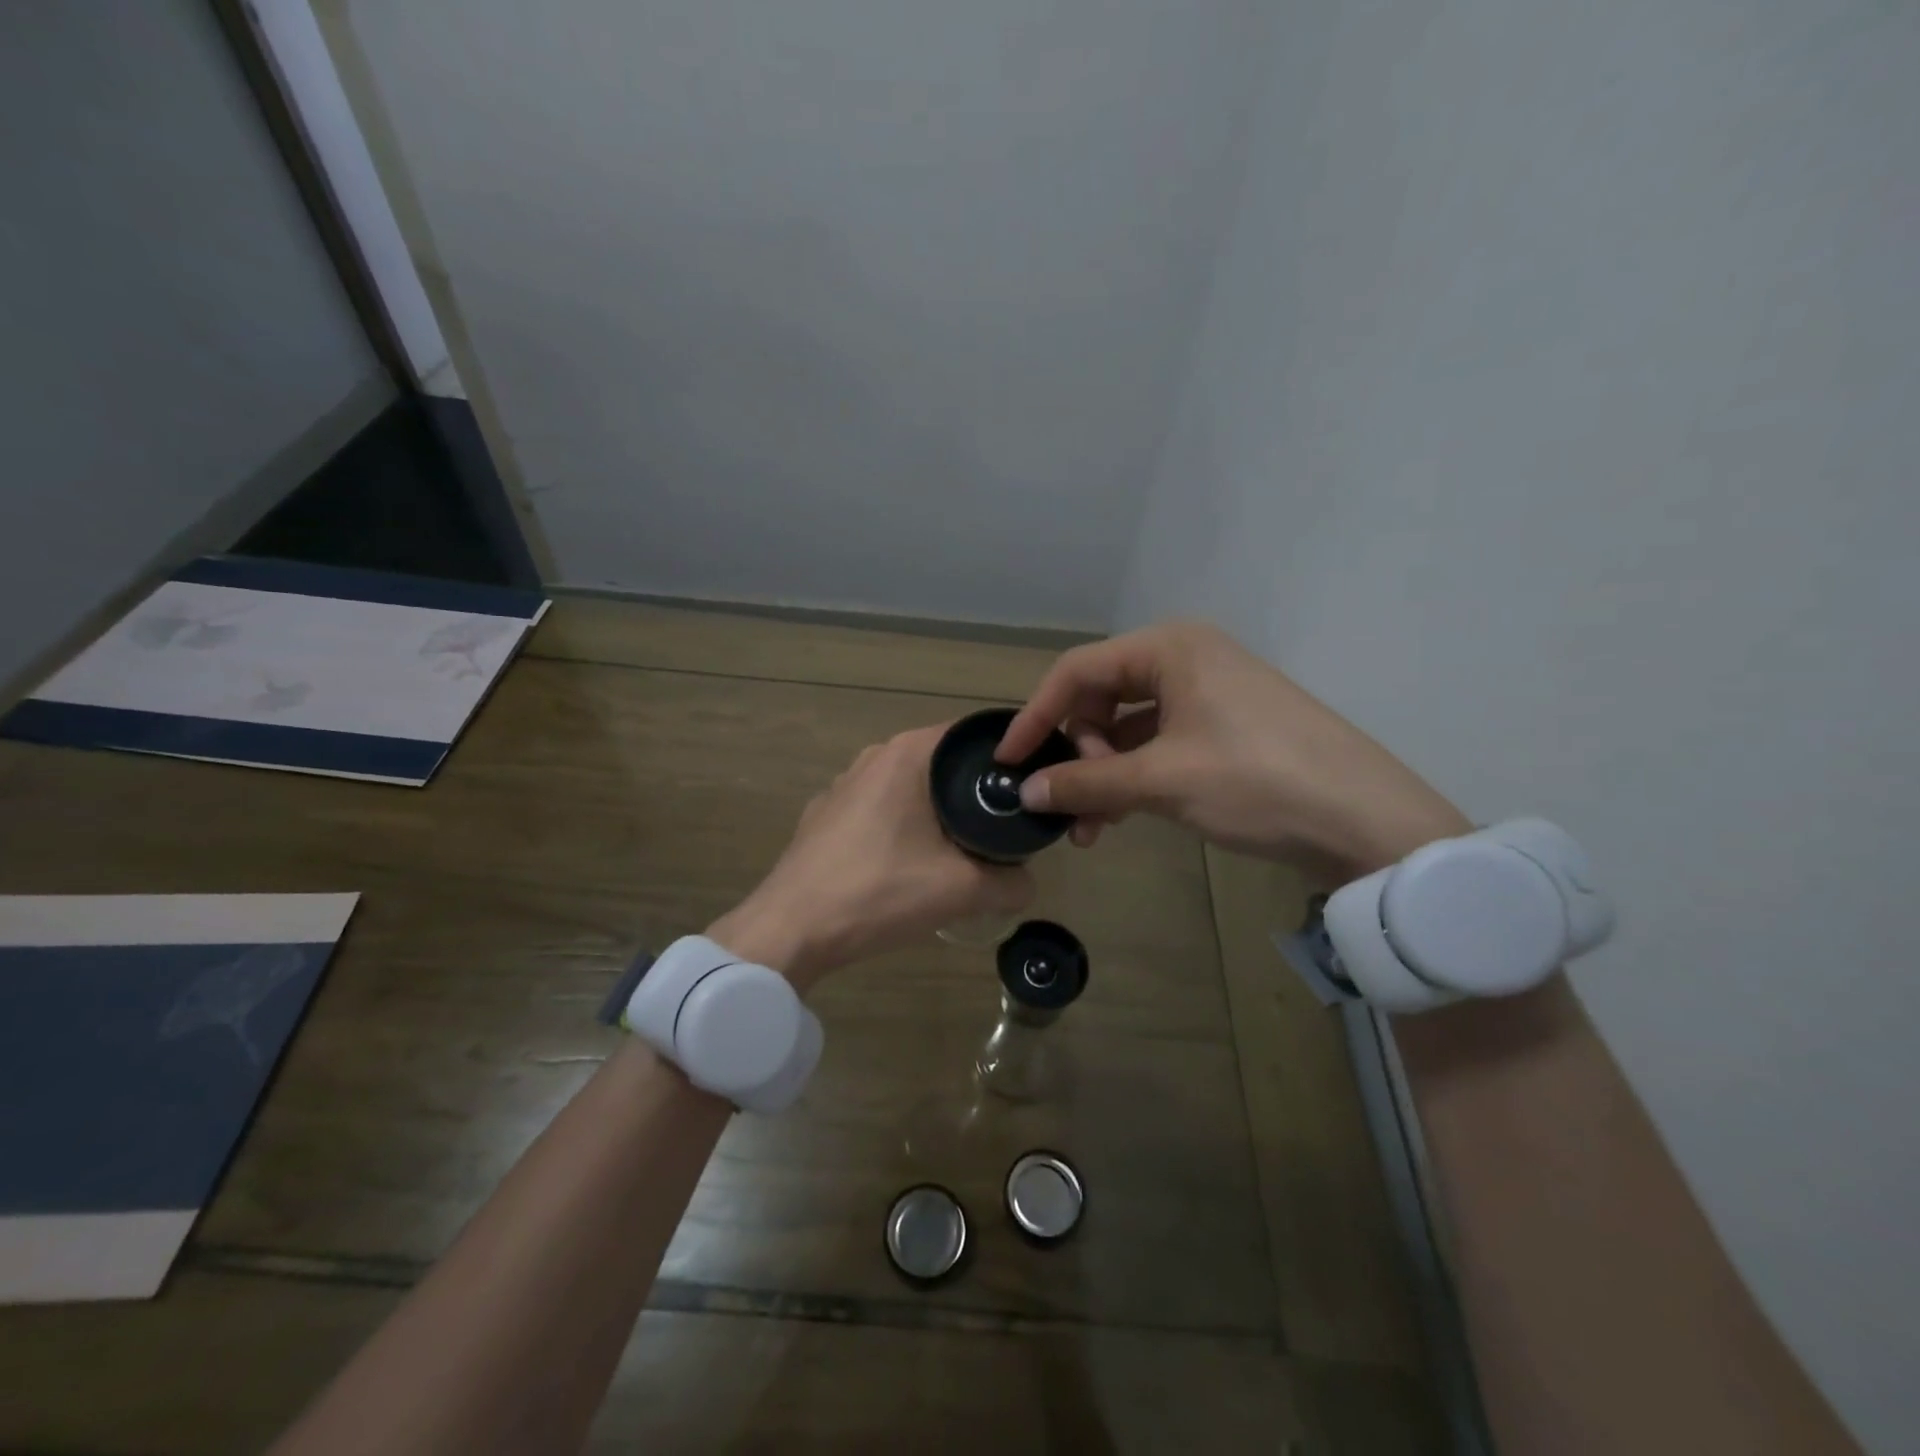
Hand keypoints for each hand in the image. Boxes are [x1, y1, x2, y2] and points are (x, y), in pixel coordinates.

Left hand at [709, 725, 1032, 991]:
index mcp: (907, 754)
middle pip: (943, 763)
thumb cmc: (879, 891)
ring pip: (911, 788)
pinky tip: (909, 865)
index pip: (973, 736)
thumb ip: (1012, 882)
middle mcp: (874, 756)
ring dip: (938, 812)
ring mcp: (844, 785)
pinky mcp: (825, 815)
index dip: (1007, 759)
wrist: (792, 928)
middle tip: (1006, 825)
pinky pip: (881, 810)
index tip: (1029, 789)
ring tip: (963, 849)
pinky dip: (904, 827)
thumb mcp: (962, 890)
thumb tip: (1027, 882)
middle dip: (975, 791)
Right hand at [997, 622, 1469, 881]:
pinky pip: (1158, 744)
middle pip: (1101, 698)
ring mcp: (1208, 693)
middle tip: (1074, 803)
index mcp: (1169, 648)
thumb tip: (1025, 791)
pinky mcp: (1223, 728)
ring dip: (1103, 774)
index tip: (1007, 759)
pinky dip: (1134, 778)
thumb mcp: (1161, 782)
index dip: (1036, 716)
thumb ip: (1085, 783)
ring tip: (1093, 827)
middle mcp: (1185, 658)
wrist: (1366, 820)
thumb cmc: (1256, 781)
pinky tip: (1122, 817)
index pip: (1076, 672)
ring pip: (1128, 728)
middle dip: (1078, 753)